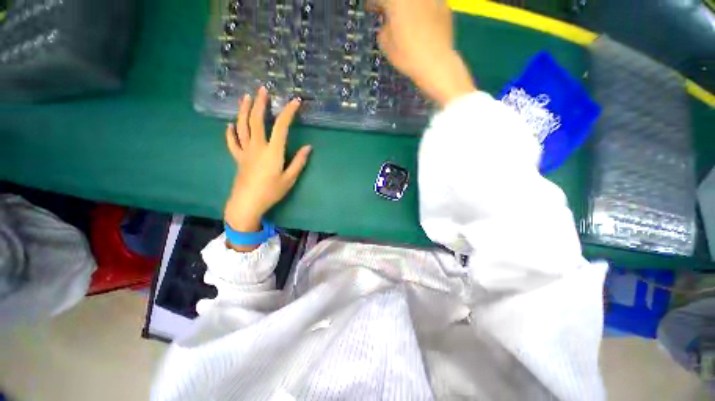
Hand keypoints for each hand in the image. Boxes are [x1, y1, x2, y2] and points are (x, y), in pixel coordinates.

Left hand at [224, 87, 311, 238]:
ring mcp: (245, 151)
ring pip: (242, 126)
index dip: (288, 112)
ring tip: (245, 97)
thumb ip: (298, 162)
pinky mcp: (238, 158)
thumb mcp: (290, 178)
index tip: (295, 102)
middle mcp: (257, 146)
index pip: (281, 126)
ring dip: (243, 110)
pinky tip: (230, 124)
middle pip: (256, 120)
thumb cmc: (271, 192)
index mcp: (273, 151)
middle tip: (262, 90)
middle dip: (260, 103)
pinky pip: (232, 142)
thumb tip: (308, 147)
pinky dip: (231, 132)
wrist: (247, 203)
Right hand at [373, 0, 475, 106]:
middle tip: (391, 15)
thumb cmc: (407, 55)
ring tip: (407, 19)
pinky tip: (423, 24)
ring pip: (416, 2)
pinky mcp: (445, 6)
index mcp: (397, 1)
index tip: (372, 9)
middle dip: (393, 5)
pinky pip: (429, 4)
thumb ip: (383, 30)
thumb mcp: (386, 46)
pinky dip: (424, 10)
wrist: (436, 63)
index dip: (375, 3)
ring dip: (409, 7)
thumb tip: (387, 25)